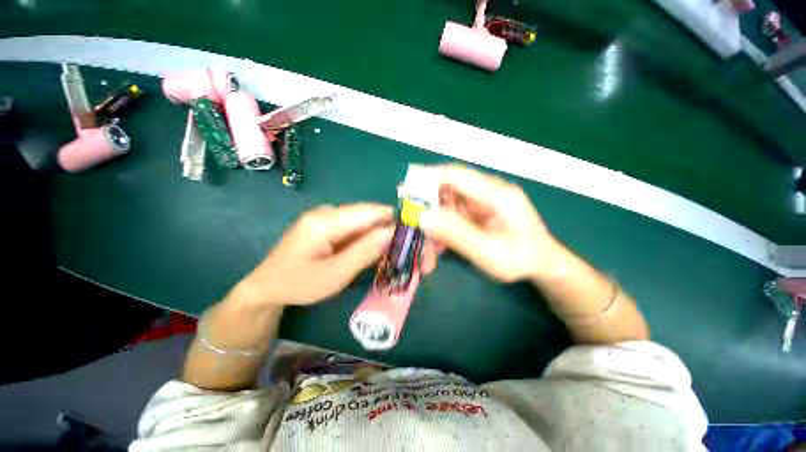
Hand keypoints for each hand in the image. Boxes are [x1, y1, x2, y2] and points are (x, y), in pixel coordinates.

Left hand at [236, 204, 394, 305]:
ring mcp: (327, 217)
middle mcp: (328, 211)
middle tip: (402, 251)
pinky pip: (355, 228)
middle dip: (388, 231)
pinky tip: (372, 253)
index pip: (370, 212)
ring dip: (379, 237)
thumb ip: (364, 252)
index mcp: (326, 220)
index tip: (411, 236)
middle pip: (369, 216)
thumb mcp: (334, 275)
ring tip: (390, 255)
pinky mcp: (328, 225)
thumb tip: (392, 232)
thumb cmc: (298, 284)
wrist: (268, 286)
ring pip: (364, 222)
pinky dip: (367, 240)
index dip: (394, 220)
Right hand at [419, 165, 560, 282]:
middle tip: (413, 227)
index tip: (405, 192)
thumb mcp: (488, 252)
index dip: (427, 179)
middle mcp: (486, 191)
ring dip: (434, 224)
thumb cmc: (521, 259)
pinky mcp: (476, 211)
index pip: (454, 175)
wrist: (542, 264)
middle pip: (446, 189)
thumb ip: (456, 234)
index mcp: (494, 193)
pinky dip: (442, 229)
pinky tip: (441, 247)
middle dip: (427, 209)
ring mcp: (480, 201)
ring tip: (430, 249)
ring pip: (446, 205)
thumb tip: (422, 217)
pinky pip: (452, 215)